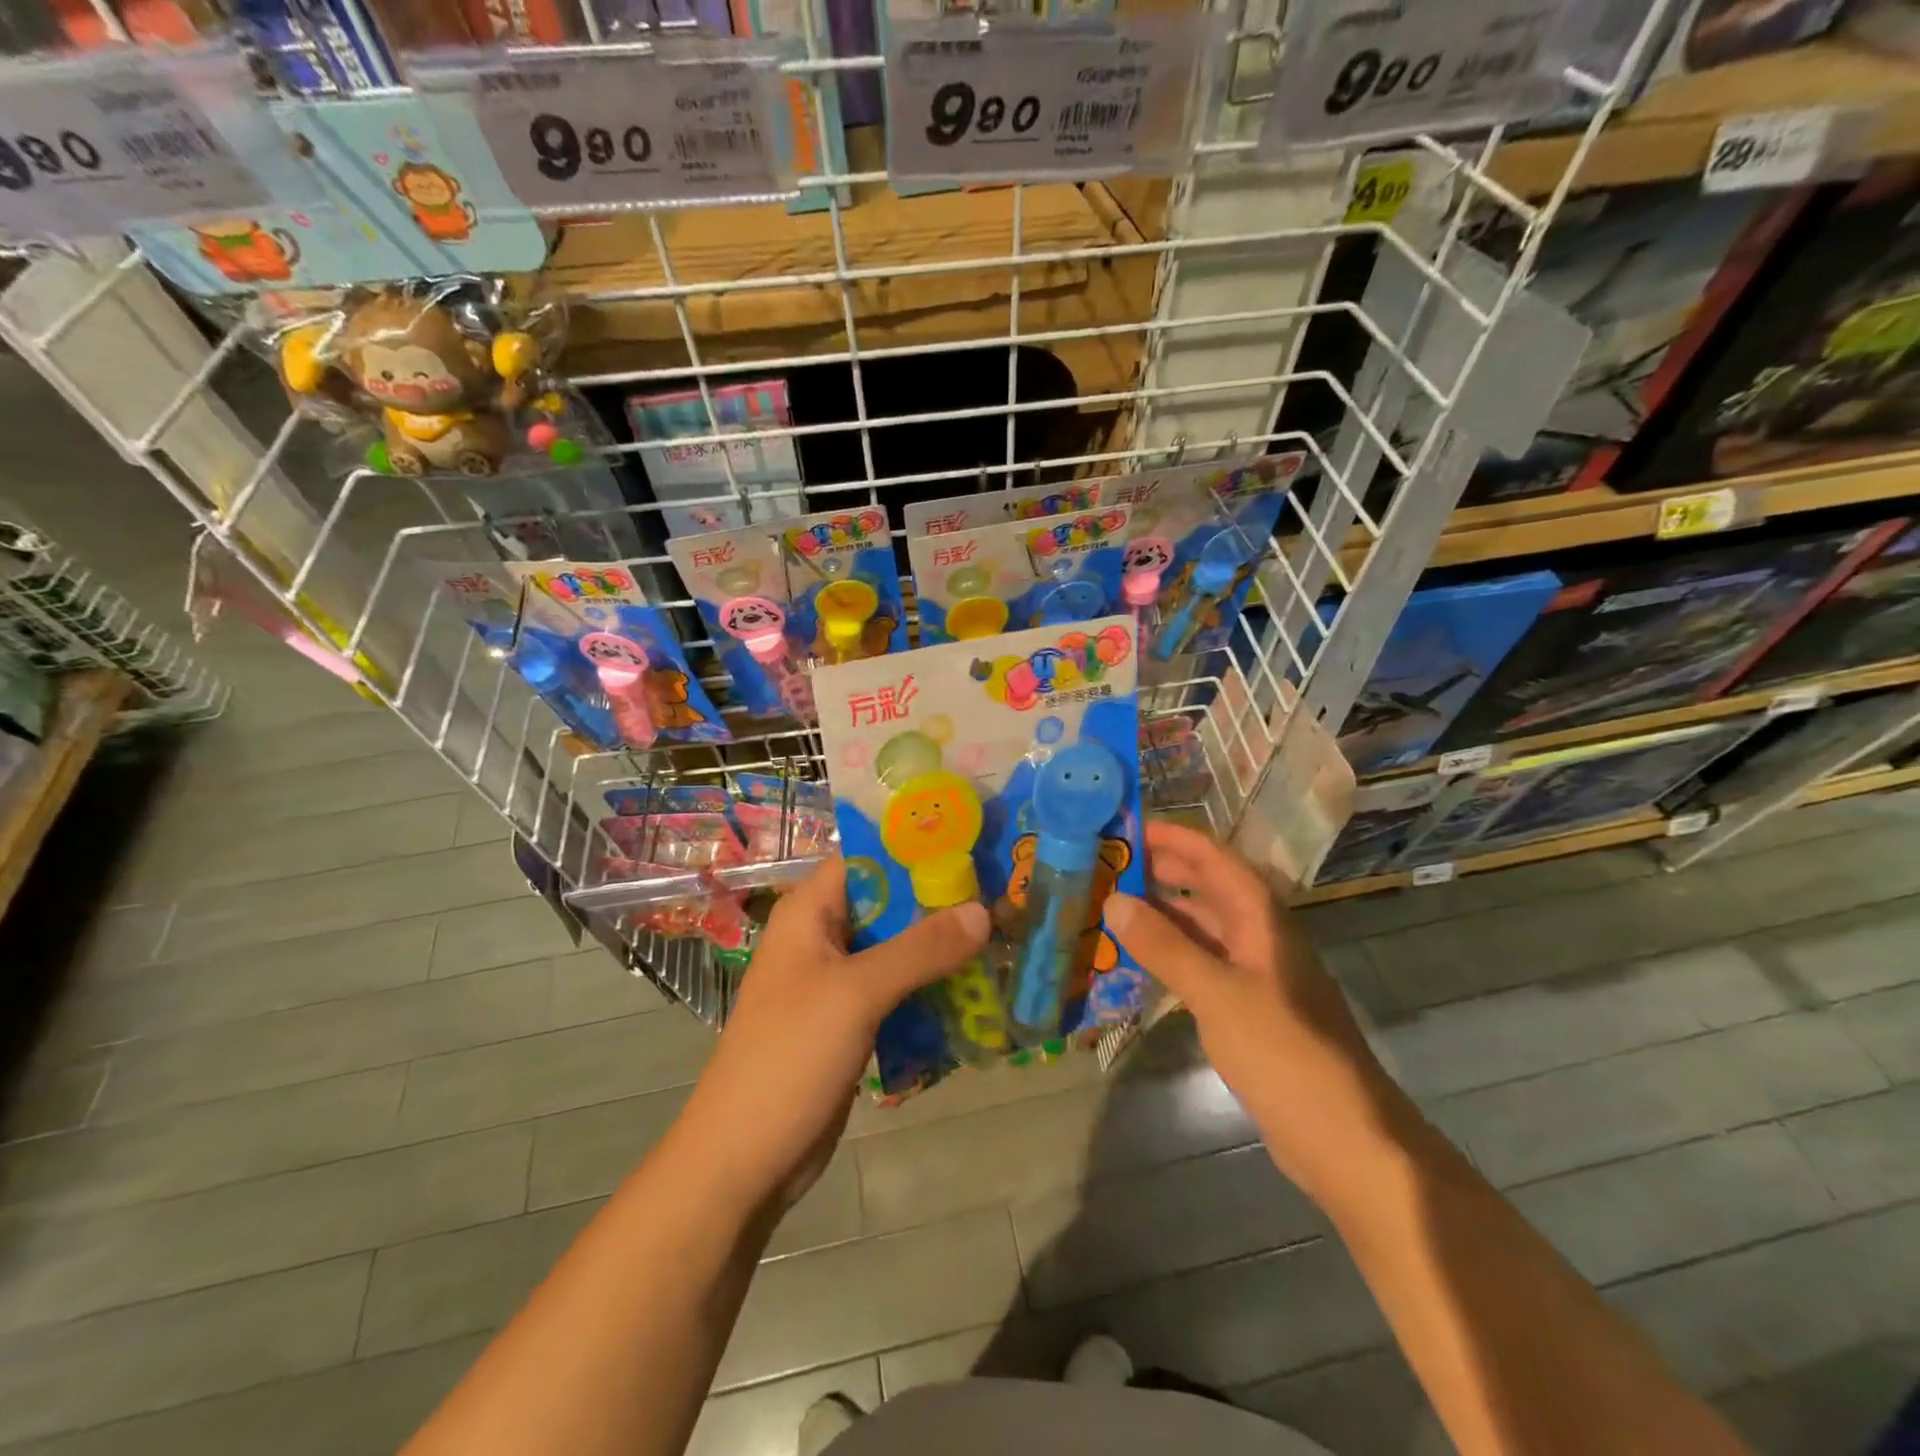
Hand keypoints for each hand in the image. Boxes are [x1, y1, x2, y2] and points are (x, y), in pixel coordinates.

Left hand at [678, 855, 989, 1211]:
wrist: (744, 1160)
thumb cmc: (790, 1057)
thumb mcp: (857, 994)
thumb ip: (921, 949)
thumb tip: (983, 910)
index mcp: (810, 911)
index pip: (868, 855)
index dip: (917, 845)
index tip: (974, 842)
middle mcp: (822, 935)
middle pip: (888, 900)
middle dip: (940, 897)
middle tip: (1002, 889)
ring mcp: (836, 980)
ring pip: (897, 946)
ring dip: (941, 943)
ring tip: (1001, 932)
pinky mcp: (850, 1019)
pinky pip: (897, 987)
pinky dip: (930, 984)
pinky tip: (976, 985)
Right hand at [1105, 821, 1401, 1205]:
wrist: (1343, 1136)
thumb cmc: (1283, 1052)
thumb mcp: (1217, 994)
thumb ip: (1164, 946)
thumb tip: (1114, 900)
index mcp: (1262, 918)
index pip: (1214, 858)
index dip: (1174, 838)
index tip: (1128, 826)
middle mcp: (1261, 935)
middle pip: (1209, 887)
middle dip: (1164, 870)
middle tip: (1110, 863)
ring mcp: (1257, 973)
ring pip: (1204, 926)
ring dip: (1164, 912)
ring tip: (1114, 904)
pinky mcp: (1250, 1007)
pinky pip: (1204, 962)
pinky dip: (1172, 952)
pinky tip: (1141, 959)